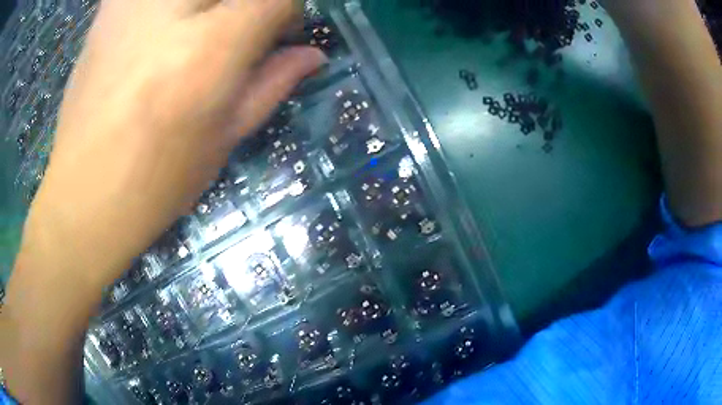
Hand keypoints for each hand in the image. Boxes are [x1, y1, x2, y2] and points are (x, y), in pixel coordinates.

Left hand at [22, 0, 324, 290]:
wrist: (83, 195)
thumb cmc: (155, 182)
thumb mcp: (225, 138)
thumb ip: (273, 82)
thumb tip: (314, 54)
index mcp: (210, 49)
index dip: (285, 13)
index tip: (277, 34)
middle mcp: (171, 10)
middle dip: (243, 8)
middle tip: (232, 34)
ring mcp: (132, 3)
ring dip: (204, 9)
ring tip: (188, 37)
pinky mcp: (108, 7)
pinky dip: (168, 9)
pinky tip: (158, 30)